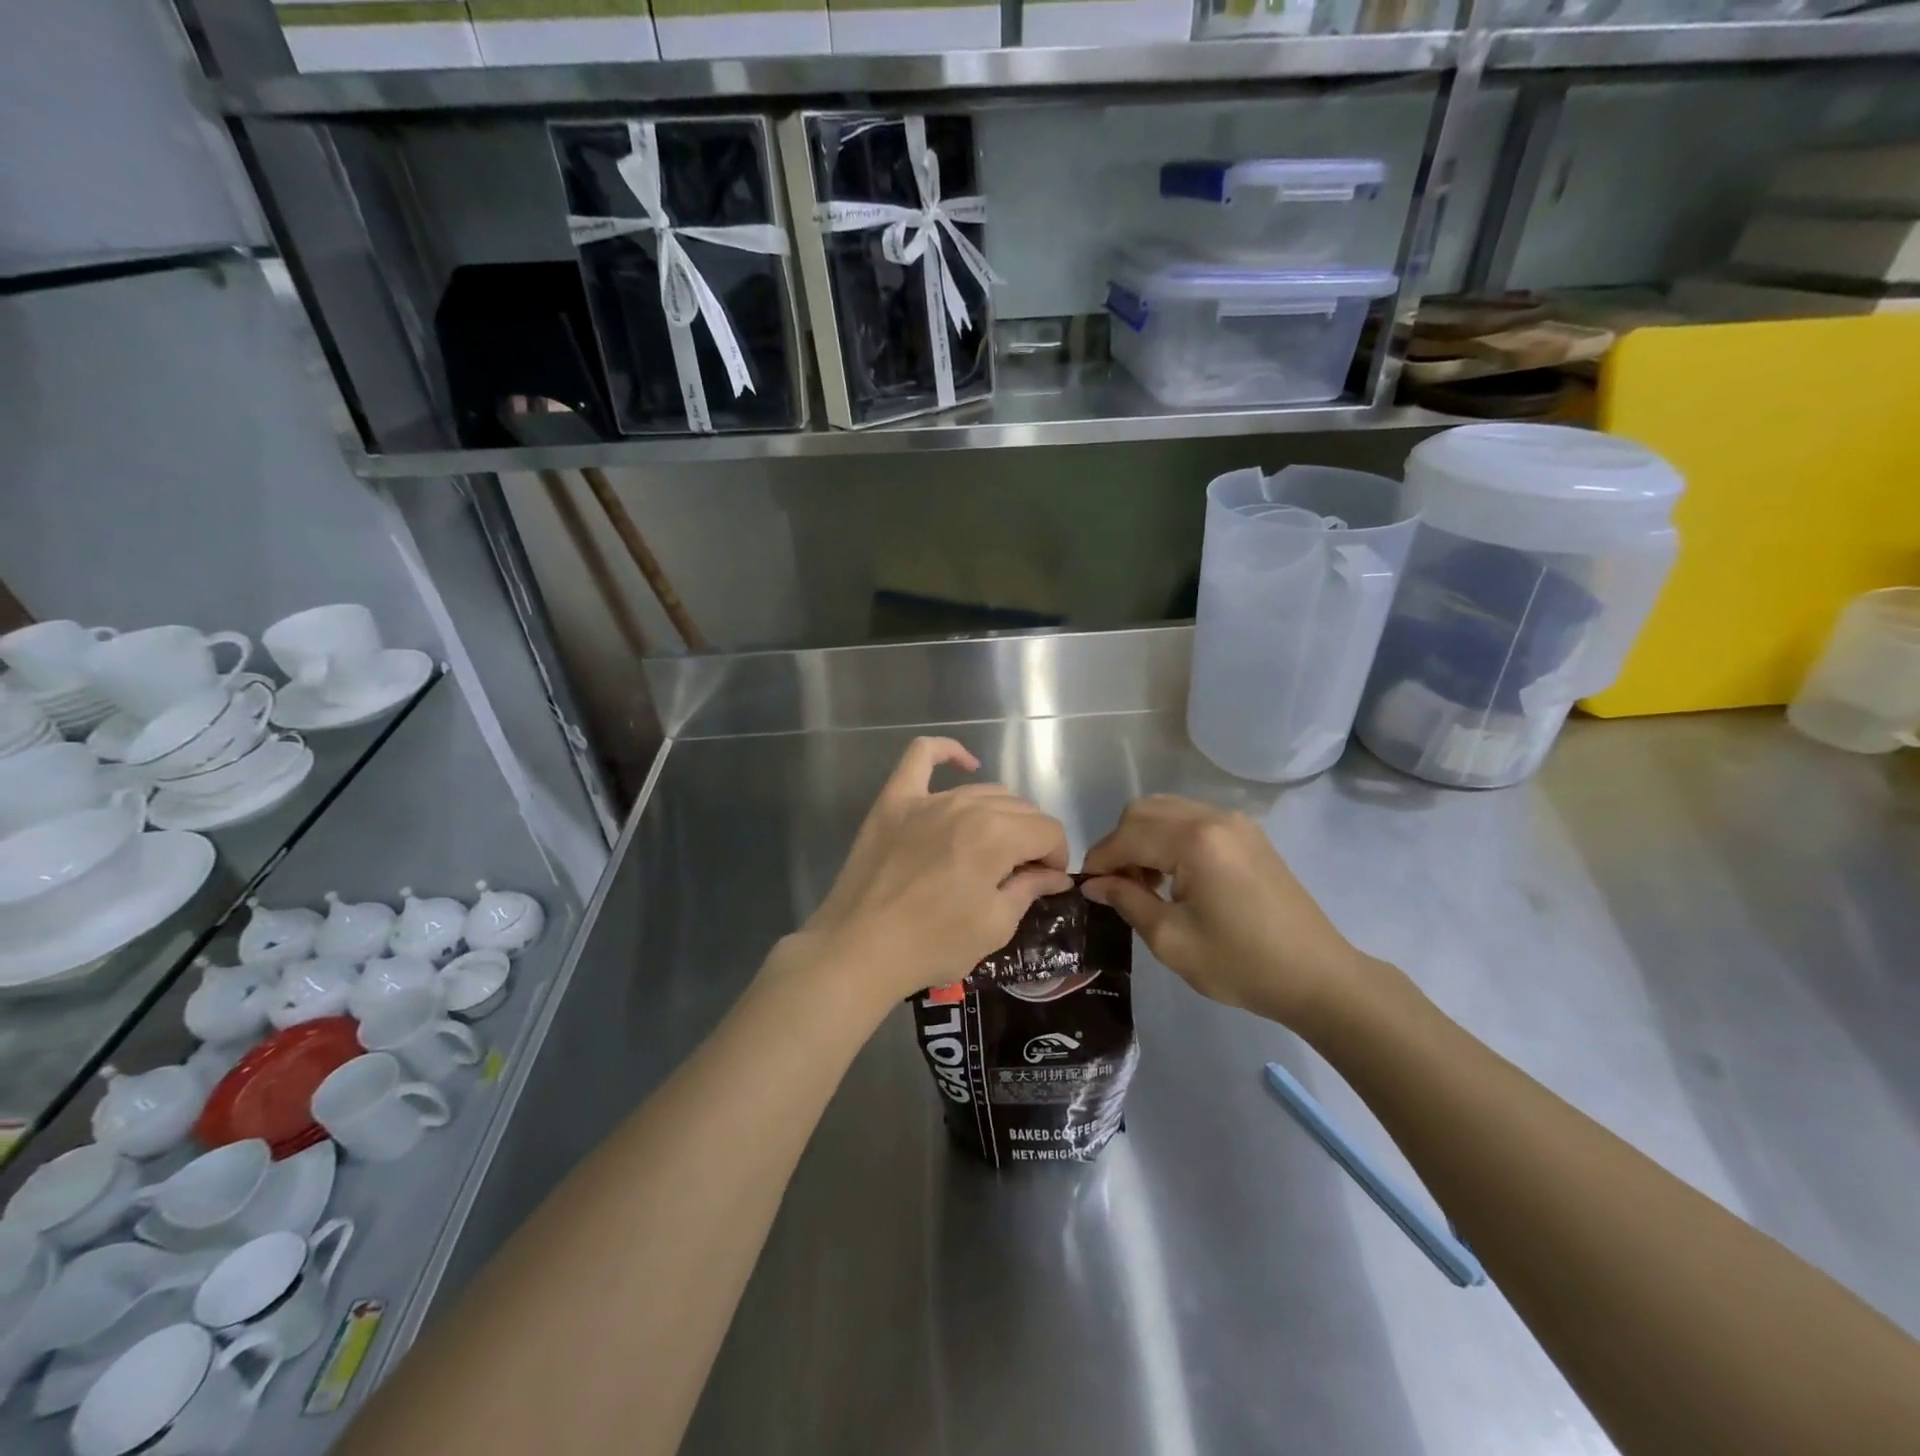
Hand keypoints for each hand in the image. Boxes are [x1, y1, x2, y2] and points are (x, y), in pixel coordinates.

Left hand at [788, 737, 1072, 1011]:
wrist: (858, 949)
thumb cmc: (932, 944)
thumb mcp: (995, 925)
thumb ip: (1030, 889)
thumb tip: (1055, 874)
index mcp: (998, 835)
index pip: (1048, 830)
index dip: (1057, 857)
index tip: (1047, 881)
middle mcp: (968, 805)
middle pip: (1020, 809)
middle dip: (1032, 839)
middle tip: (1020, 874)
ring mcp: (928, 799)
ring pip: (983, 791)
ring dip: (1000, 816)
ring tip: (992, 848)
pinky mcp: (894, 800)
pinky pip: (920, 756)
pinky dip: (946, 751)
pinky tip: (964, 763)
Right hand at [1081, 795, 1365, 1030]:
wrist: (1318, 976)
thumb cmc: (1241, 964)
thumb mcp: (1171, 939)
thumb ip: (1127, 901)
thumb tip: (1094, 883)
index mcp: (1194, 840)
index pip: (1127, 836)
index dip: (1100, 860)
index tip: (1087, 888)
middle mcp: (1213, 817)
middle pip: (1144, 811)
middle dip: (1120, 843)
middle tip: (1117, 885)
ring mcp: (1234, 822)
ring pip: (1167, 810)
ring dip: (1144, 838)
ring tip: (1144, 882)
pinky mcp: (1248, 834)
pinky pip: (1193, 819)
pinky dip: (1169, 837)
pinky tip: (1174, 875)